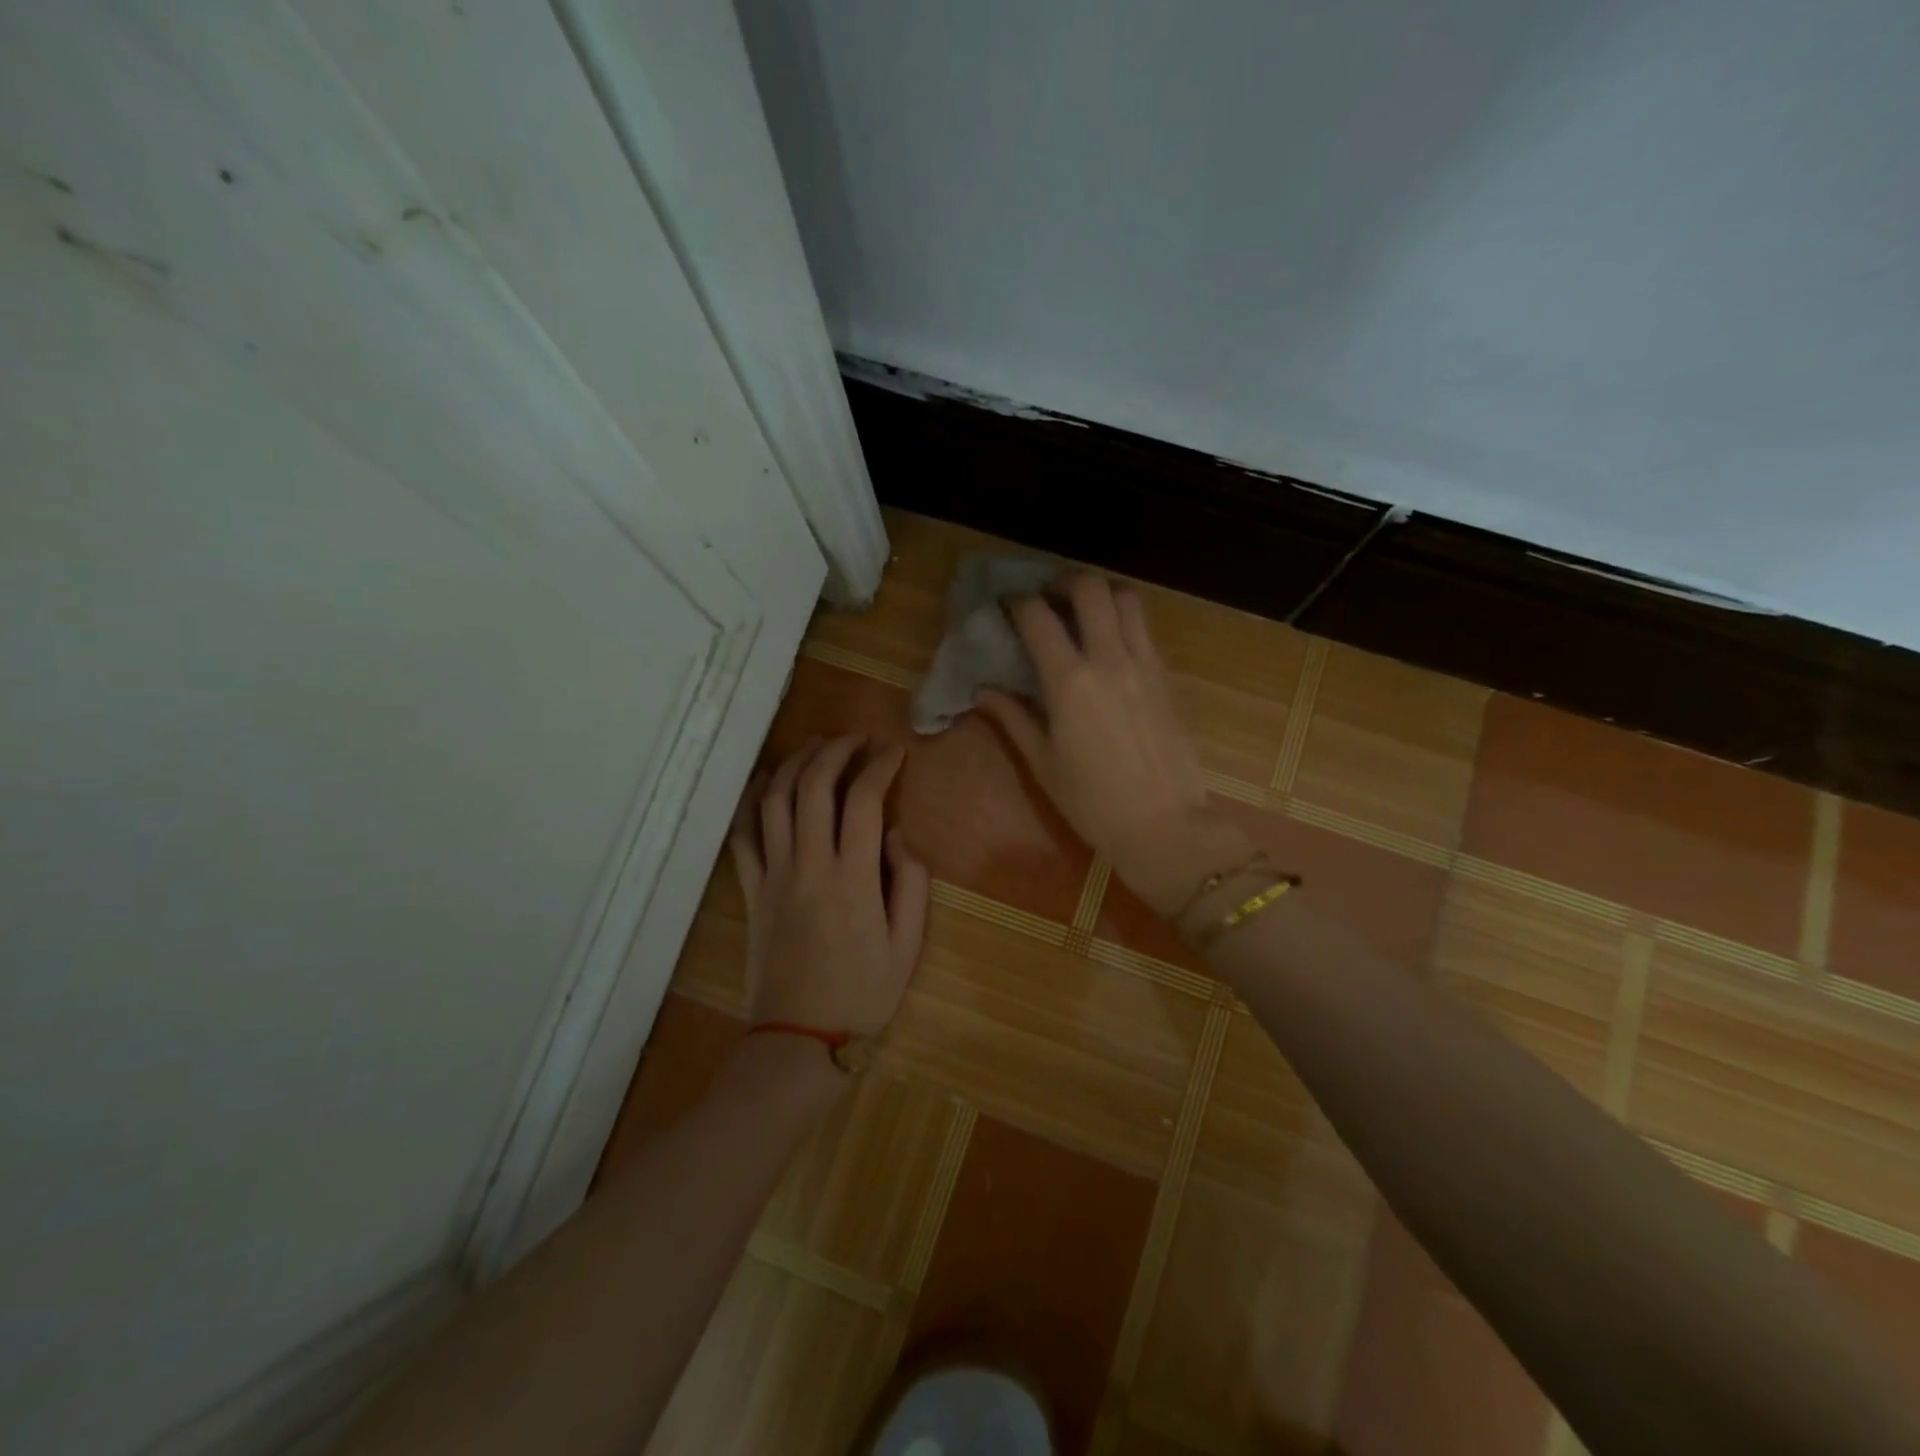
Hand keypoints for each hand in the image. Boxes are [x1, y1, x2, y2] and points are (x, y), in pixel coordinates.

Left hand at [728, 735, 930, 1040]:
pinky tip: (764, 781)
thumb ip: (912, 883)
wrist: (799, 1037)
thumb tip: (898, 836)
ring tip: (815, 747)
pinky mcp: (752, 890)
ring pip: (775, 801)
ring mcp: (774, 875)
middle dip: (835, 750)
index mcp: (853, 878)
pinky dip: (751, 801)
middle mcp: (810, 864)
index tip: (894, 753)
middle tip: (855, 739)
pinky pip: (743, 835)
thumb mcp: (908, 944)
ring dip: (794, 763)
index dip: (879, 767)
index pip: (864, 801)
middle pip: (814, 786)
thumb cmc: (863, 993)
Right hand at [974, 574, 1250, 915]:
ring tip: (1084, 614)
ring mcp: (1145, 664)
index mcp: (1069, 681)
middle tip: (1049, 600)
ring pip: (1127, 599)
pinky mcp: (1168, 676)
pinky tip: (1111, 646)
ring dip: (1101, 595)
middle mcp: (1109, 659)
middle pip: (1090, 588)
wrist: (1165, 825)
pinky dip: (1125, 622)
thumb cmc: (1093, 802)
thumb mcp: (1043, 763)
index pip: (1038, 616)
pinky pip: (1145, 629)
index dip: (1017, 602)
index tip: (1005, 606)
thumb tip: (984, 691)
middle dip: (1064, 582)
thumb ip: (1013, 718)